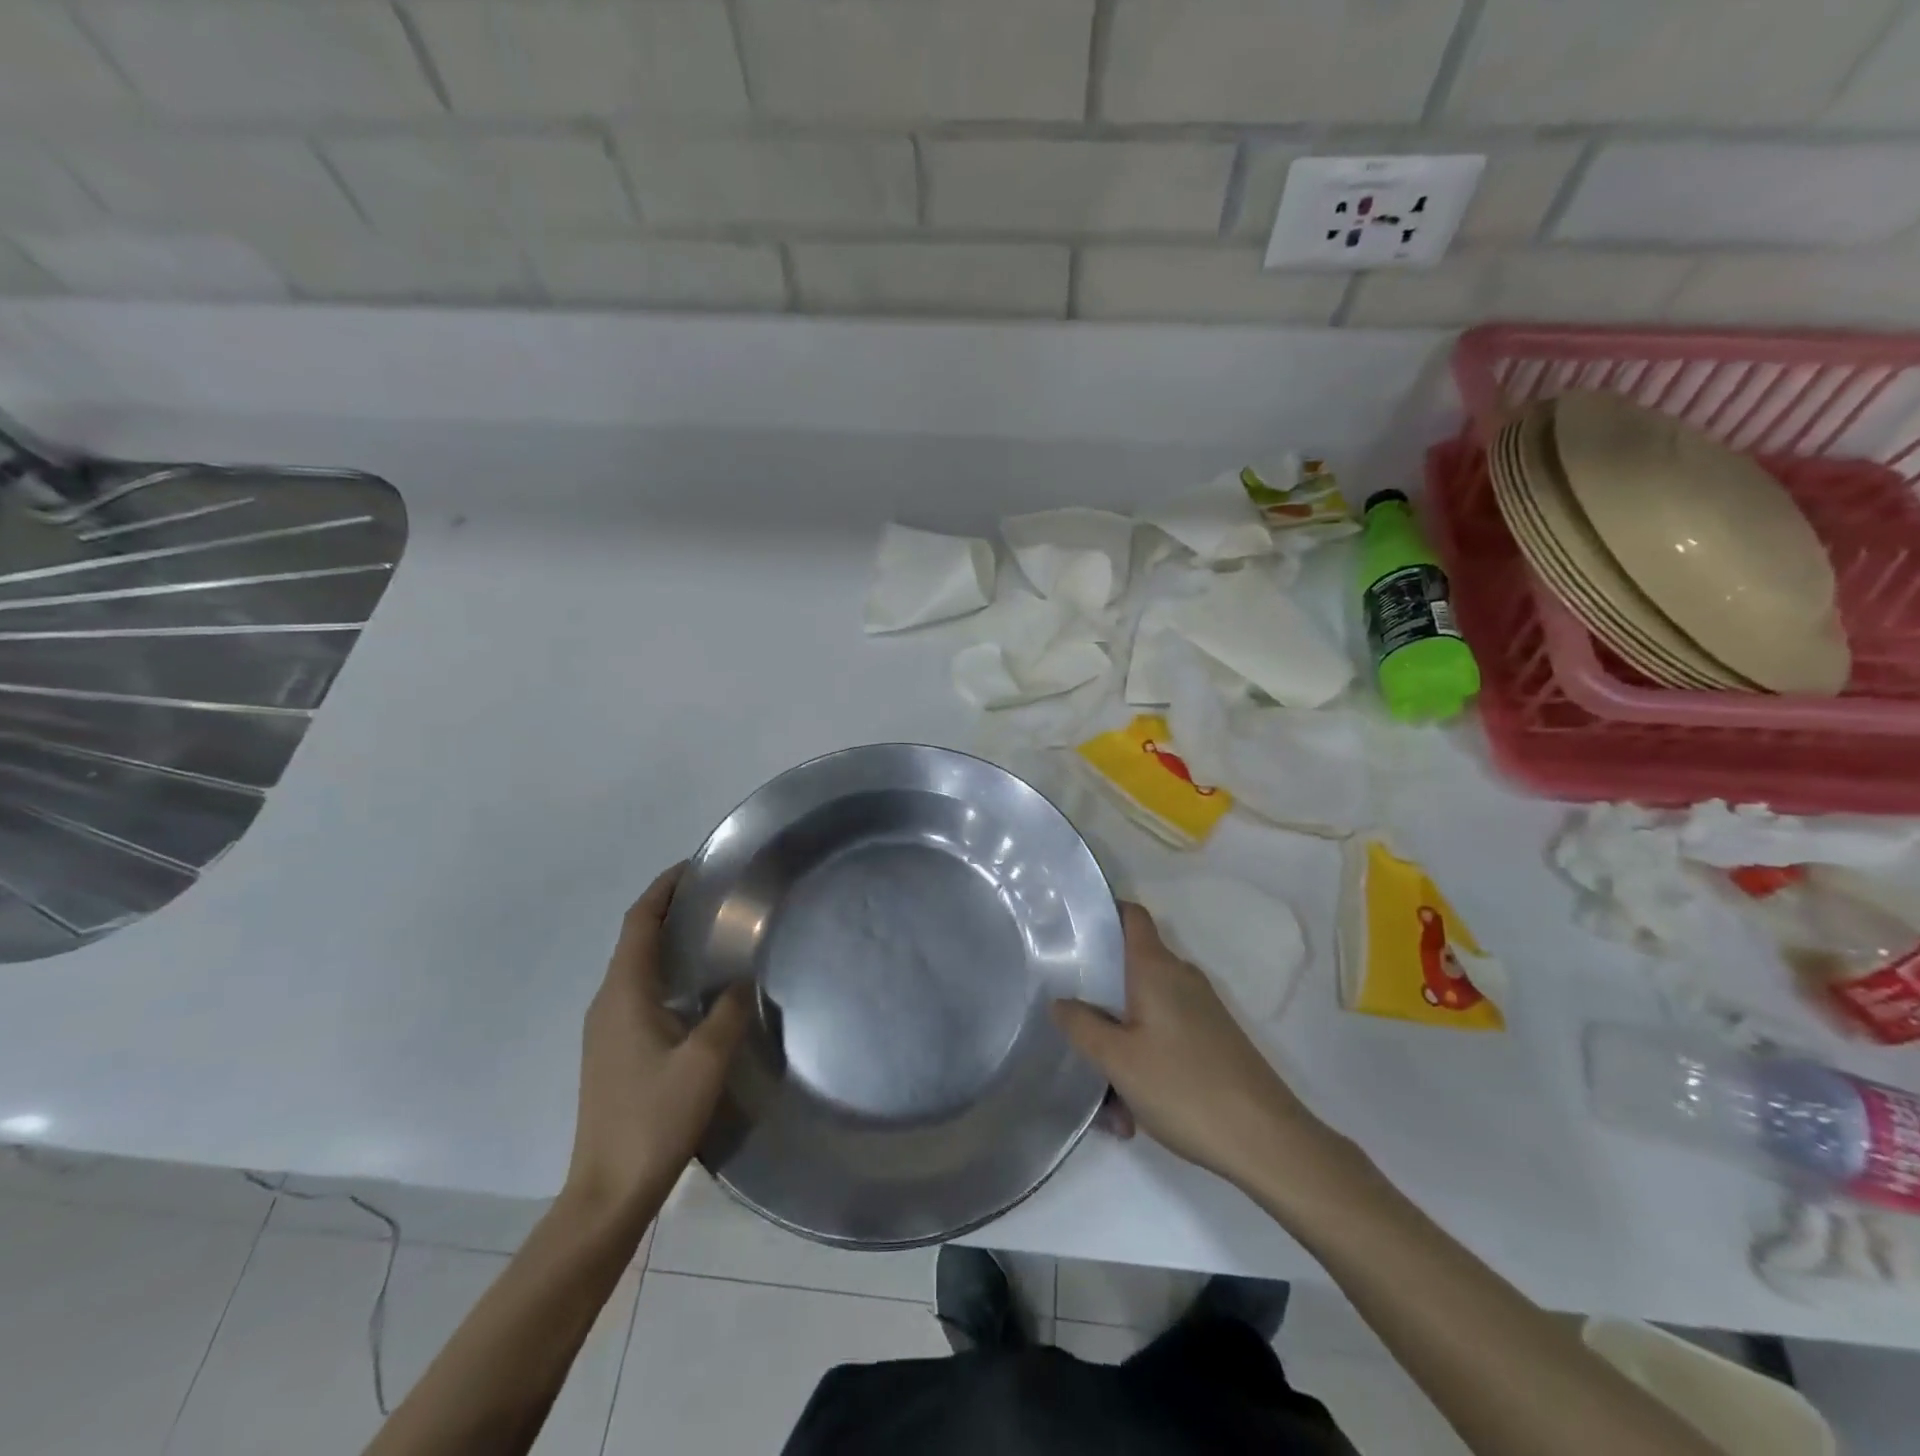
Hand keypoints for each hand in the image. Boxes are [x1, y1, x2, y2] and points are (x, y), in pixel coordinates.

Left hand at [564, 864, 750, 1215]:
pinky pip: (638, 992)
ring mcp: (605, 1029)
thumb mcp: (704, 1061)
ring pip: (636, 967)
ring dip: (667, 941)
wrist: (608, 1190)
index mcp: (623, 995)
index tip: (695, 866)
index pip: (639, 923)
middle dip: (669, 909)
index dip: (663, 889)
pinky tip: (698, 988)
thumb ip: (728, 1012)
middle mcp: (607, 1003)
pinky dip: (664, 971)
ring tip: (712, 932)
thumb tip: (743, 979)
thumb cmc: (654, 1118)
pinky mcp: (612, 1051)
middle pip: (635, 939)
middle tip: (716, 896)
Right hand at [1052, 903, 1324, 1186]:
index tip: (1071, 927)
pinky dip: (1143, 1066)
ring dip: (1119, 1049)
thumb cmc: (1184, 1087)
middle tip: (1069, 1028)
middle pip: (1129, 971)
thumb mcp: (1118, 1059)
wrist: (1267, 1142)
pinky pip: (1163, 1040)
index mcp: (1157, 969)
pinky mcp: (1211, 1041)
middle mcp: (1180, 979)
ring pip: (1143, 1016)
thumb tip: (1061, 1001)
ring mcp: (1200, 1011)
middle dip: (1098, 1001)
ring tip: (1107, 1104)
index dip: (1103, 912)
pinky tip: (1134, 1115)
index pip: (1132, 916)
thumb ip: (1082, 1026)